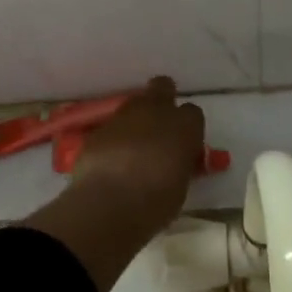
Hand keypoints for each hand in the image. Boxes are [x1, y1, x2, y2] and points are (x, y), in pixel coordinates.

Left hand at [26, 78, 204, 291]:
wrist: (108, 203)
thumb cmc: (156, 201)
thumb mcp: (180, 185)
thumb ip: (180, 164)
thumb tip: (175, 163)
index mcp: (185, 125)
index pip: (193, 114)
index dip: (188, 127)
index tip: (184, 144)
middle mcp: (155, 111)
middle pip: (162, 88)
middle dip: (163, 99)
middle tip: (160, 125)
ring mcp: (123, 116)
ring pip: (134, 105)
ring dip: (137, 120)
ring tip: (134, 147)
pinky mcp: (99, 129)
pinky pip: (112, 127)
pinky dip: (115, 138)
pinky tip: (112, 159)